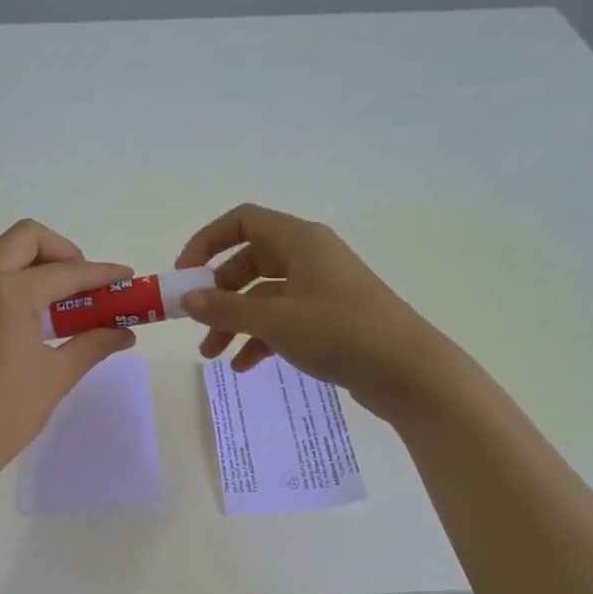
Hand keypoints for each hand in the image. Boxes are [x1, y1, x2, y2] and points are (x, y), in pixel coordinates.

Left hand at [0, 219, 136, 487]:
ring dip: (34, 268)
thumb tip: (124, 332)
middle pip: (27, 238)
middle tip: (83, 286)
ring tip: (56, 308)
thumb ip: (94, 344)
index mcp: (9, 294)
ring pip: (0, 258)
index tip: (126, 277)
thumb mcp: (57, 377)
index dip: (102, 273)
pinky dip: (9, 288)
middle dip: (63, 252)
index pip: (67, 271)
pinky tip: (21, 327)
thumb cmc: (6, 415)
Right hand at [173, 203, 464, 419]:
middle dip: (218, 294)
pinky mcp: (329, 319)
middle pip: (249, 262)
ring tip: (212, 355)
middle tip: (196, 323)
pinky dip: (260, 338)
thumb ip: (226, 308)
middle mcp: (309, 257)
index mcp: (299, 241)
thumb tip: (187, 299)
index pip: (242, 221)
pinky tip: (244, 366)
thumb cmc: (340, 332)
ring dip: (235, 322)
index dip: (207, 242)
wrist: (408, 371)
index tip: (184, 275)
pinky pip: (283, 320)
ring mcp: (320, 289)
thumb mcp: (275, 320)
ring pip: (263, 296)